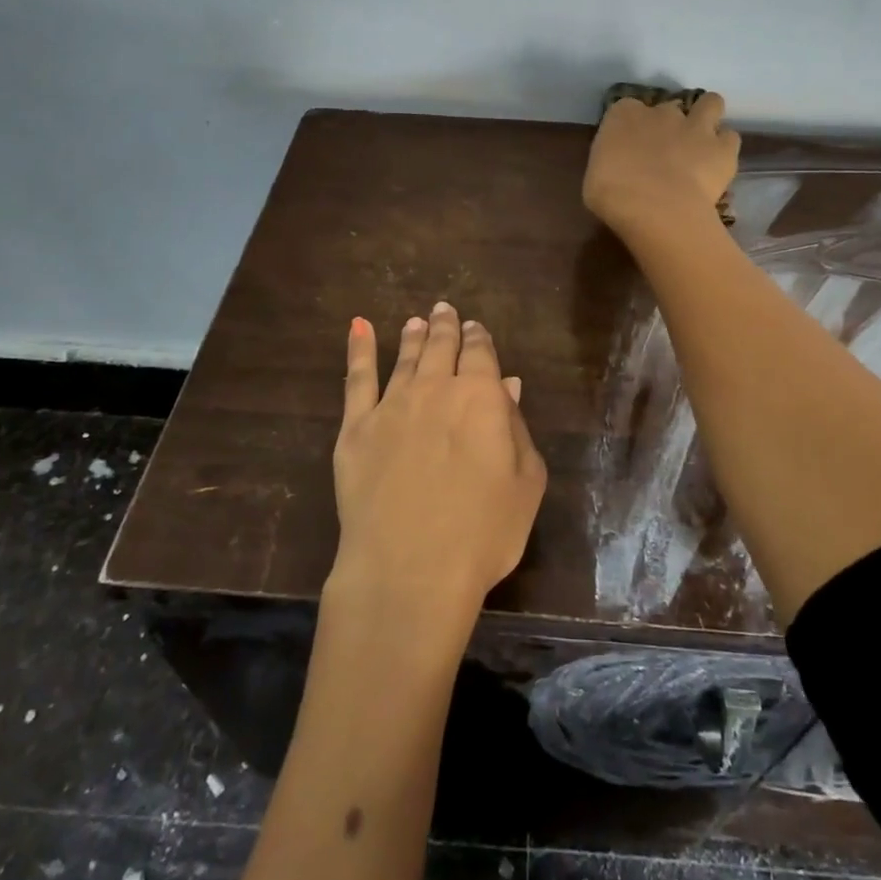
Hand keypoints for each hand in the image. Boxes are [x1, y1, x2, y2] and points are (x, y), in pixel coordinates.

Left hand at [330, 302, 547, 621]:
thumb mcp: (525, 484)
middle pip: (440, 347)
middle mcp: (435, 388)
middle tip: (444, 310)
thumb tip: (508, 386)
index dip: (478, 338)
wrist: (409, 569)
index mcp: (481, 397)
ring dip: (411, 336)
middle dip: (445, 327)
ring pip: (404, 358)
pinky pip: (356, 378)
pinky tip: (358, 328)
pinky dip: (359, 349)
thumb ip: (517, 429)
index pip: (480, 353)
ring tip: (414, 321)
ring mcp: (391, 405)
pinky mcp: (355, 428)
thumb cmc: (482, 533)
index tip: (475, 328)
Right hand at [583, 91, 740, 239]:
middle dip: (669, 123)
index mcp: (623, 116)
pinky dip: (724, 148)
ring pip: (711, 104)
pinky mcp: (723, 148)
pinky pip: (729, 138)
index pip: (627, 109)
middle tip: (666, 149)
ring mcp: (696, 126)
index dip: (631, 126)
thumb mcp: (595, 177)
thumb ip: (610, 162)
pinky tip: (716, 165)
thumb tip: (618, 166)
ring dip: (707, 118)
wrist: (656, 209)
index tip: (630, 145)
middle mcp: (662, 112)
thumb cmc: (613, 195)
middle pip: (669, 107)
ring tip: (701, 142)